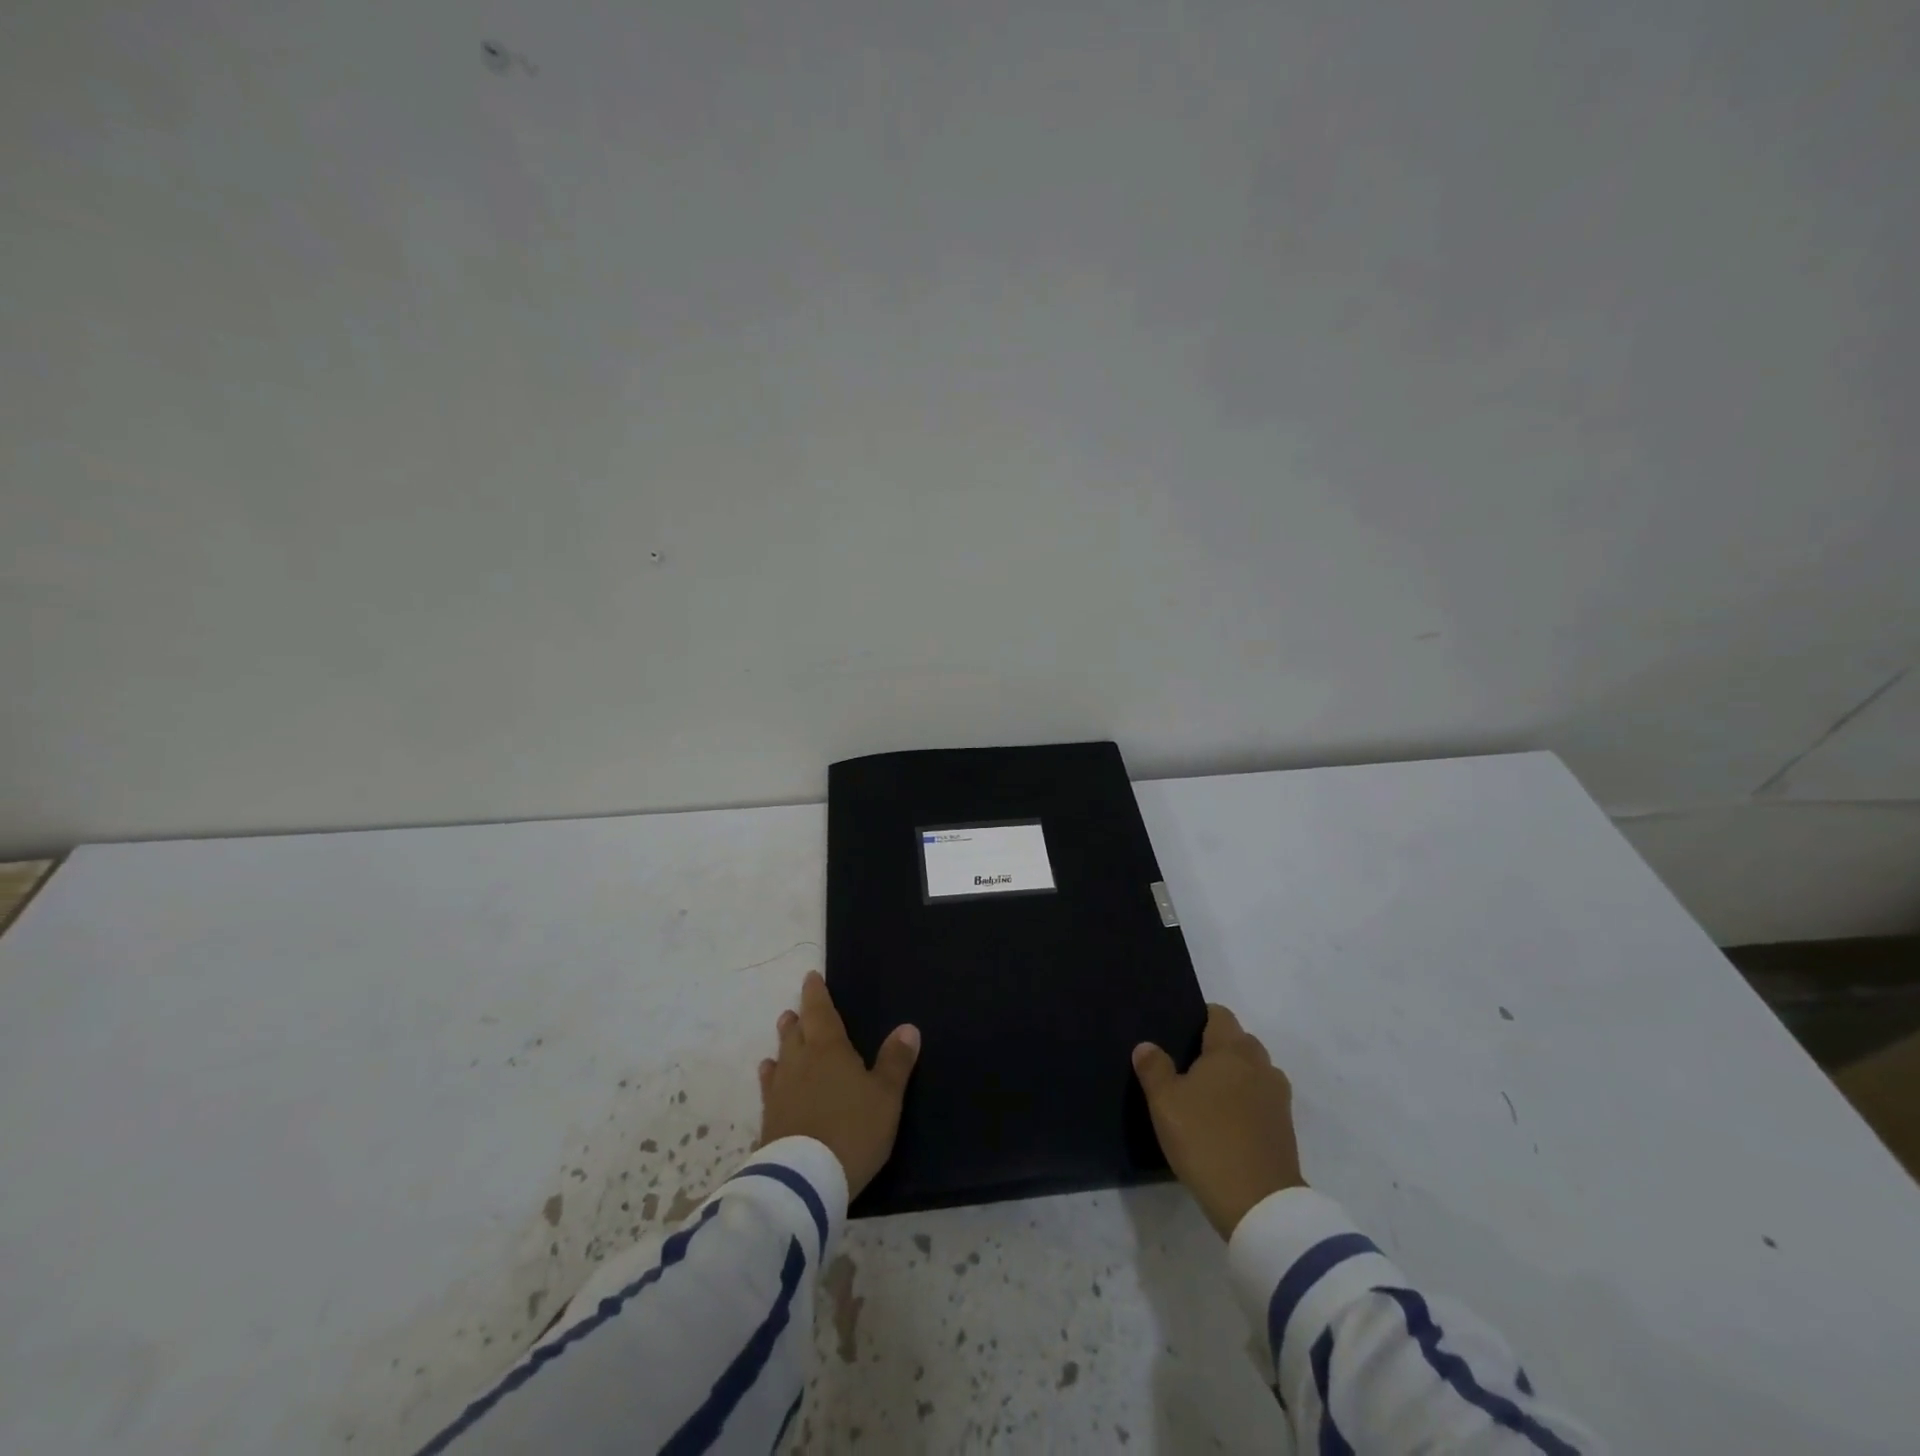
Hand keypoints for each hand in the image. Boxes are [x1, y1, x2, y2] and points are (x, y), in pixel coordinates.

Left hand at [758, 971, 920, 1197]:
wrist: (805, 1179)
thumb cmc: (853, 1130)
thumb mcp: (886, 1097)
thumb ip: (895, 1061)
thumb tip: (908, 1027)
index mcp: (829, 1050)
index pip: (820, 1012)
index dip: (816, 994)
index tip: (810, 978)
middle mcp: (800, 1062)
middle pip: (796, 1033)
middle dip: (798, 1019)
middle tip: (795, 1010)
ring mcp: (780, 1091)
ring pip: (781, 1057)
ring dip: (783, 1043)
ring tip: (784, 1032)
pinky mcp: (770, 1119)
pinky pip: (770, 1088)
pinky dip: (771, 1077)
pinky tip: (769, 1078)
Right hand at [1134, 1003, 1303, 1238]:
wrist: (1259, 1204)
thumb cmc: (1206, 1140)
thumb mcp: (1165, 1103)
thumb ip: (1154, 1068)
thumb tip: (1147, 1045)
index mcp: (1231, 1050)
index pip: (1220, 1015)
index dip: (1200, 1018)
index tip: (1180, 1034)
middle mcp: (1260, 1065)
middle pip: (1240, 1041)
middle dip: (1218, 1047)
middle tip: (1188, 1067)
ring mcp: (1278, 1097)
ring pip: (1254, 1071)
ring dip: (1236, 1076)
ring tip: (1208, 1096)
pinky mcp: (1285, 1128)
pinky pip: (1263, 1099)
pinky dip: (1247, 1102)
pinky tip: (1226, 1122)